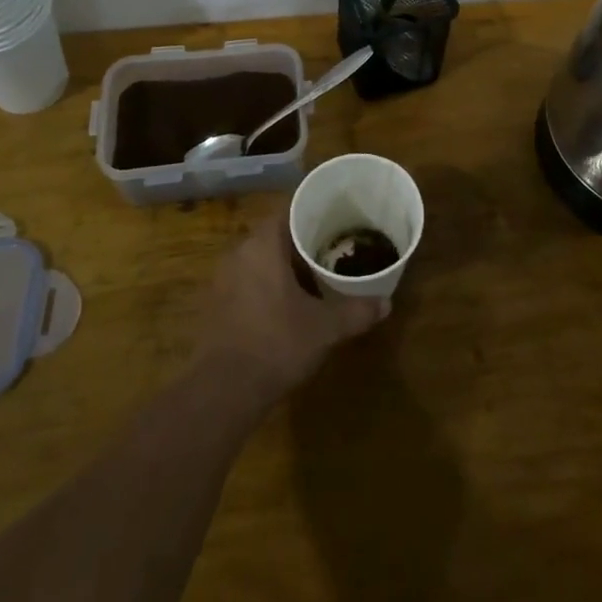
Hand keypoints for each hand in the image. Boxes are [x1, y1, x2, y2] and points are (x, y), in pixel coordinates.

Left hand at [192, 215, 389, 405]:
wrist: (221, 391)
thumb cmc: (276, 344)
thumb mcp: (325, 328)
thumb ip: (356, 311)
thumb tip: (386, 304)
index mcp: (262, 245)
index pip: (289, 209)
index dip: (314, 210)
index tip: (337, 215)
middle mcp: (239, 252)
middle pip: (275, 234)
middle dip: (303, 240)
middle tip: (333, 246)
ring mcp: (223, 279)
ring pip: (260, 258)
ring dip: (285, 264)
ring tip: (315, 275)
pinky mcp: (215, 304)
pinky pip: (248, 280)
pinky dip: (268, 284)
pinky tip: (288, 304)